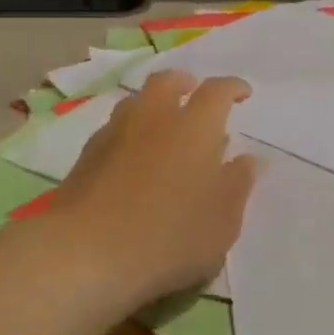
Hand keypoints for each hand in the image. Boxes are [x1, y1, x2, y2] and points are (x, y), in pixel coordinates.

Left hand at [45, 71, 260, 308]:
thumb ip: (237, 186)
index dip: (233, 88)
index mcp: (194, 127)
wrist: (86, 252)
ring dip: (154, 105)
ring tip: (164, 127)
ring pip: (137, 102)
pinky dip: (130, 132)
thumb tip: (246, 160)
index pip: (217, 92)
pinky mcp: (87, 155)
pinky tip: (134, 157)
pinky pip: (115, 128)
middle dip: (185, 83)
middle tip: (195, 95)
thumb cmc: (169, 238)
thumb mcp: (221, 223)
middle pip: (167, 82)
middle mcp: (154, 118)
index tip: (242, 94)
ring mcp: (115, 133)